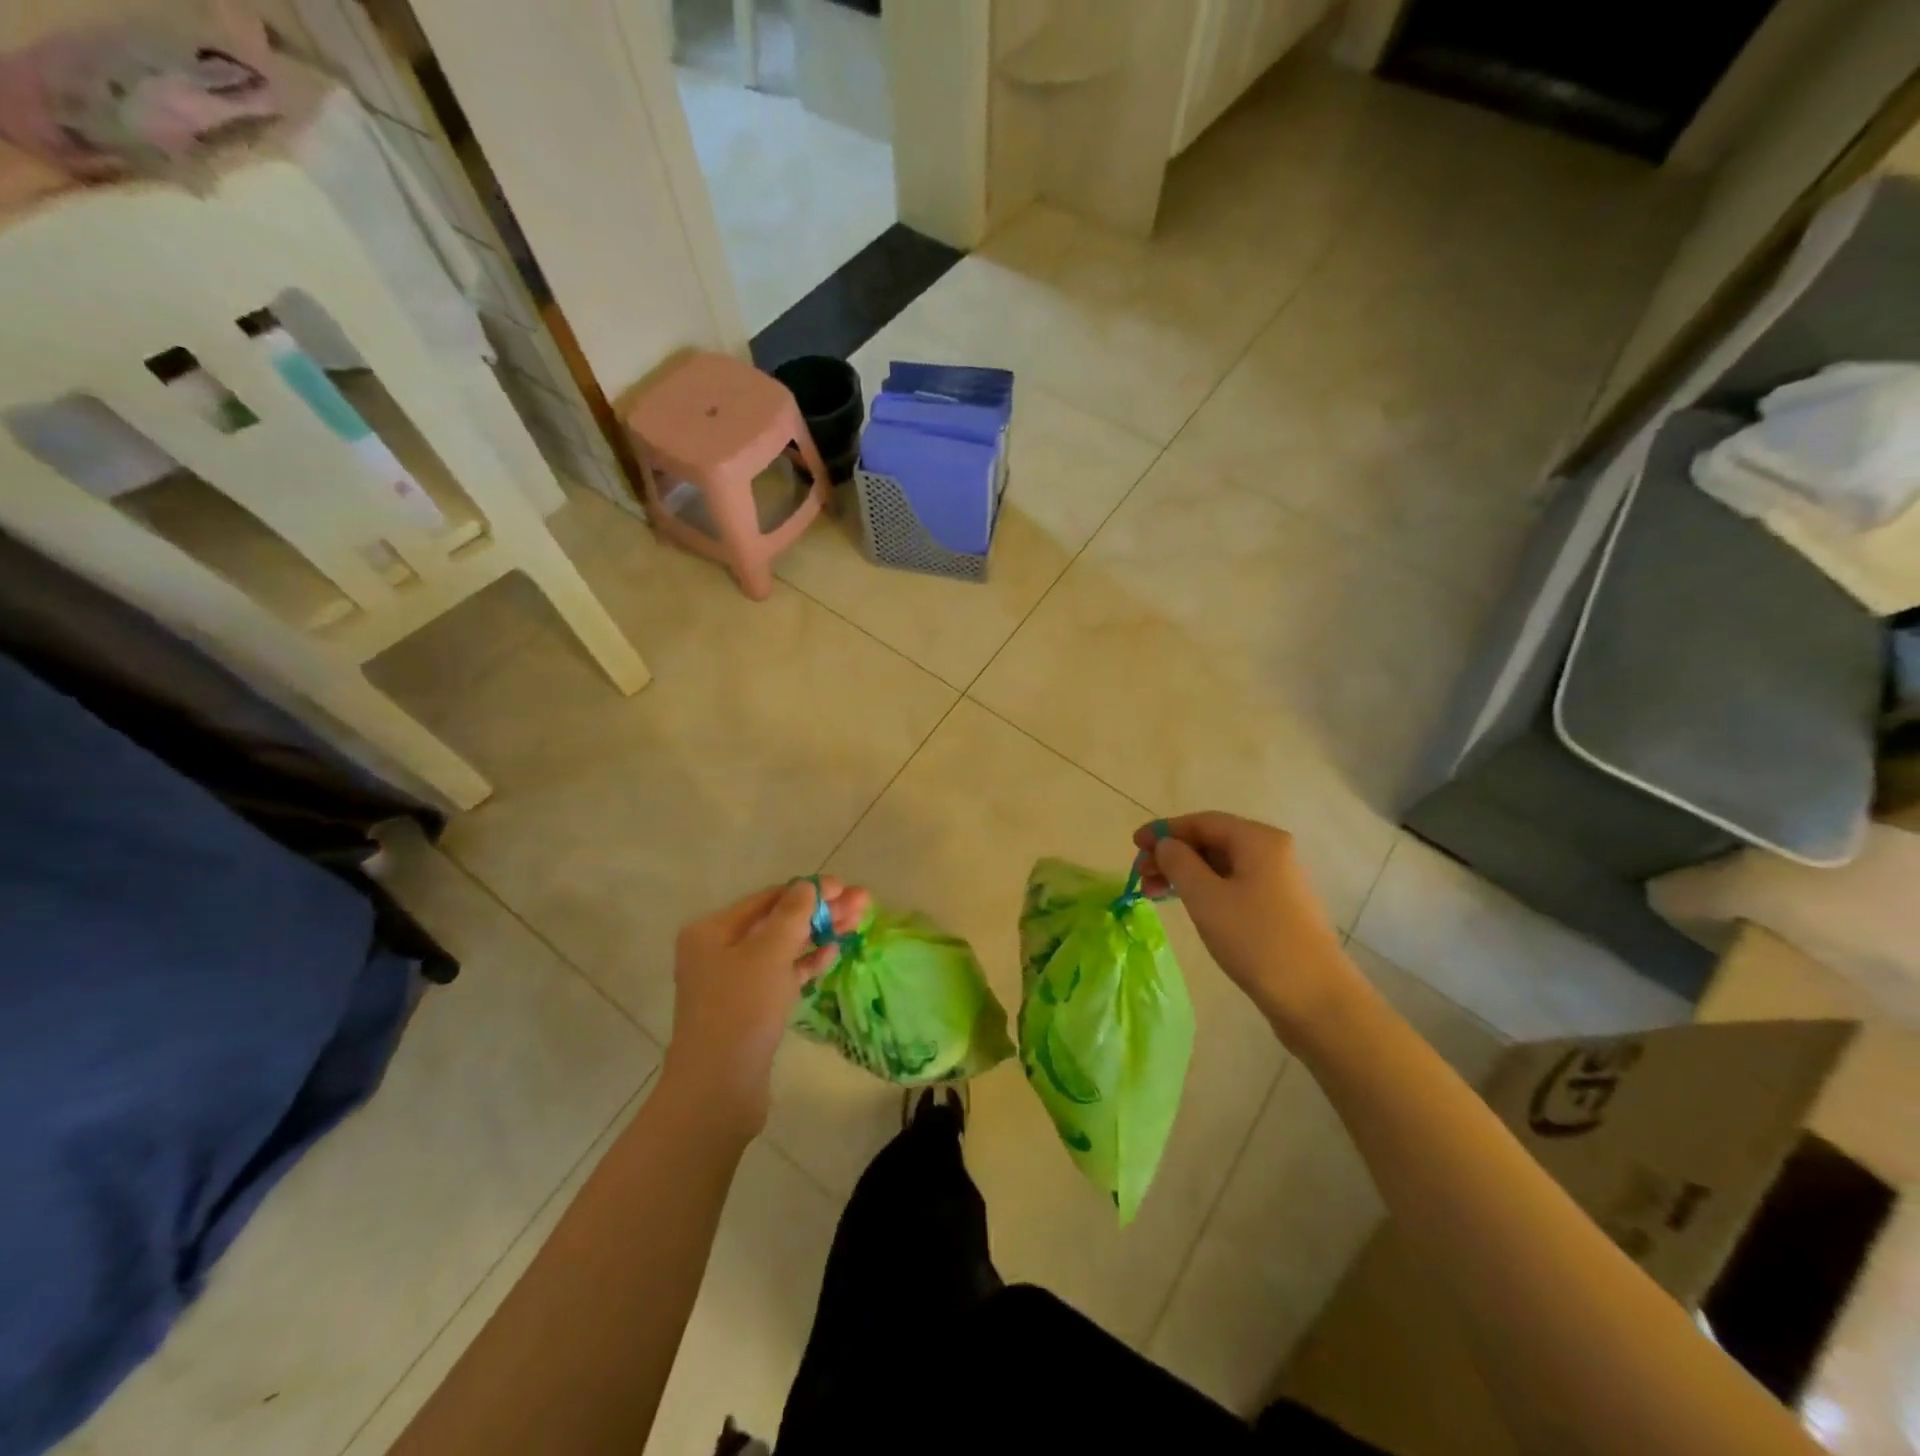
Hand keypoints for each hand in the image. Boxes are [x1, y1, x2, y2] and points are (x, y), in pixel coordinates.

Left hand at [662, 876, 870, 1133]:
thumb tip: (809, 885)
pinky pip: (781, 975)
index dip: (808, 890)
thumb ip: (793, 914)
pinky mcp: (749, 1008)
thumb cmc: (740, 1009)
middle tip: (862, 903)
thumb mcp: (769, 953)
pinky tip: (834, 953)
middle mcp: (718, 951)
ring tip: (857, 922)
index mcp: (712, 931)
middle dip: (819, 912)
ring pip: (783, 948)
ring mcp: (733, 981)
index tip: (845, 887)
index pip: (768, 899)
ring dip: (819, 935)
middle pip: (777, 922)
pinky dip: (806, 963)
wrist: (717, 1089)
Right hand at [1133, 812, 1359, 1040]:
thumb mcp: (1206, 897)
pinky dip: (1204, 890)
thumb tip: (1167, 845)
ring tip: (1154, 895)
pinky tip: (1186, 907)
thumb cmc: (1255, 940)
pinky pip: (1233, 886)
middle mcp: (1272, 852)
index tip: (1134, 845)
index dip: (1164, 830)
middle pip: (1212, 841)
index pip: (1202, 821)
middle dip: (1172, 855)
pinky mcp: (1278, 909)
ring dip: (1184, 875)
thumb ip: (1179, 862)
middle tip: (1141, 876)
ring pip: (1220, 866)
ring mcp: (1278, 881)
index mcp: (1258, 840)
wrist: (1315, 998)